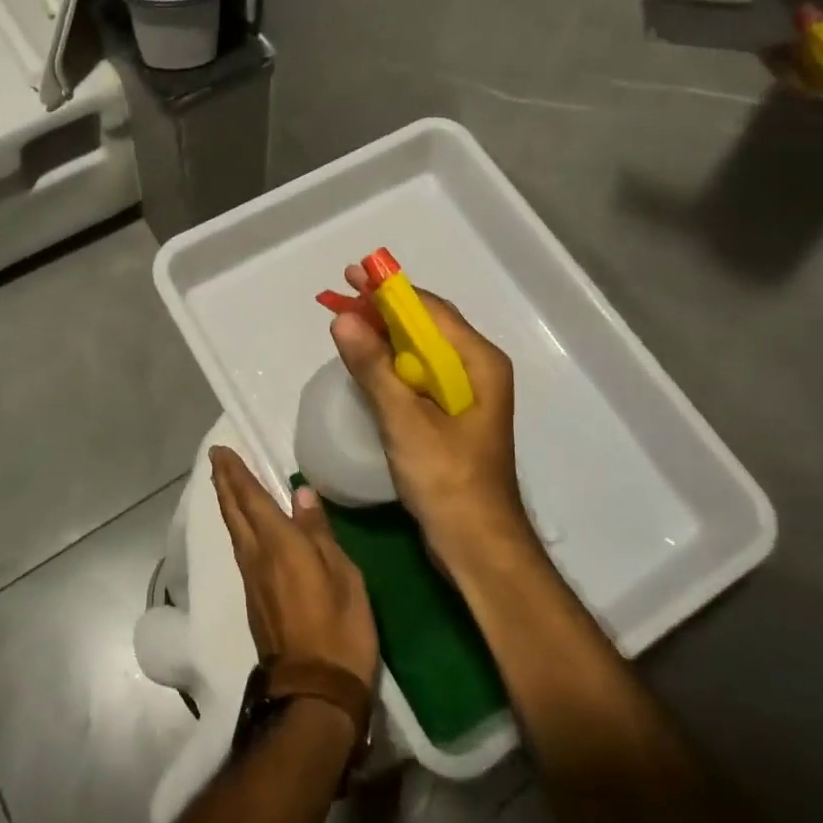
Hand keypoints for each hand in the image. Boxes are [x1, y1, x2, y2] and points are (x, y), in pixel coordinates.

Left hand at [210, 445, 379, 691]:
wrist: (313, 692)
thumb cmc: (338, 628)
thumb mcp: (342, 575)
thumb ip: (319, 532)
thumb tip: (300, 493)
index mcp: (278, 543)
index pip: (250, 498)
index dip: (234, 473)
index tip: (220, 451)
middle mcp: (256, 556)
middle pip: (234, 512)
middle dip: (224, 483)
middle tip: (217, 460)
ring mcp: (252, 580)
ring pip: (234, 531)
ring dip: (229, 504)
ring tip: (228, 485)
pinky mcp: (255, 600)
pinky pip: (242, 549)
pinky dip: (239, 527)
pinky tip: (247, 527)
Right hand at [329, 270, 532, 572]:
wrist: (477, 545)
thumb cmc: (448, 480)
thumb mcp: (405, 421)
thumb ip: (374, 368)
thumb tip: (343, 320)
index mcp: (478, 362)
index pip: (430, 310)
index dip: (390, 291)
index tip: (353, 276)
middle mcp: (477, 370)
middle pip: (426, 326)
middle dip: (384, 309)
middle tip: (343, 295)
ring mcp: (465, 394)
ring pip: (420, 351)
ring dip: (385, 336)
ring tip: (347, 323)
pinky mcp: (451, 417)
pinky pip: (418, 376)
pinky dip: (391, 364)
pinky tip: (366, 364)